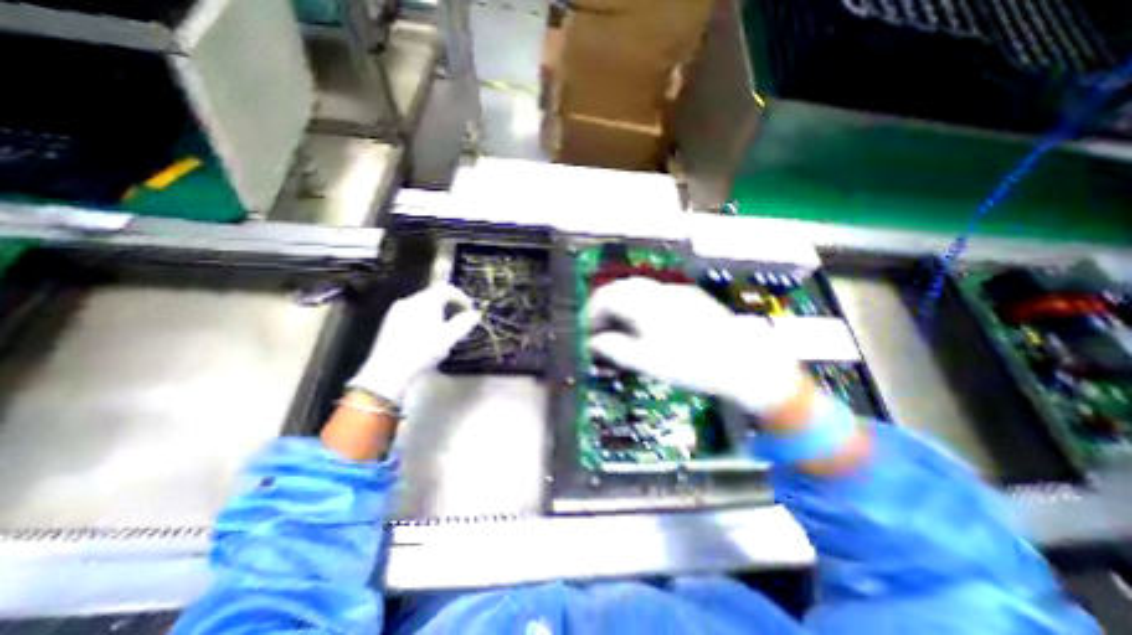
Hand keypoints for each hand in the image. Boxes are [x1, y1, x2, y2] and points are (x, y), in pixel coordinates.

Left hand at [351, 285, 481, 404]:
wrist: (388, 371)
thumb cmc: (422, 351)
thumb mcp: (448, 338)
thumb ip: (464, 323)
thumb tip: (475, 314)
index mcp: (425, 301)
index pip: (446, 289)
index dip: (461, 298)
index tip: (469, 310)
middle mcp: (410, 301)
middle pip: (434, 296)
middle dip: (450, 306)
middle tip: (459, 321)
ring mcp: (397, 311)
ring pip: (423, 306)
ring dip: (437, 313)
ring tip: (444, 331)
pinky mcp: (390, 322)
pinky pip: (413, 313)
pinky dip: (424, 319)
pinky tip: (426, 336)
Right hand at [583, 274, 803, 413]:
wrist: (743, 362)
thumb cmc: (693, 364)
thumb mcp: (648, 362)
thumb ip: (615, 349)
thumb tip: (594, 342)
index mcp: (646, 304)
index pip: (607, 296)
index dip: (592, 311)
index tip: (588, 328)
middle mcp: (660, 291)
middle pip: (621, 287)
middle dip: (605, 305)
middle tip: (601, 327)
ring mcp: (677, 292)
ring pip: (639, 288)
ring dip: (623, 303)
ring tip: (621, 325)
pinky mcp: (690, 298)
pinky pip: (656, 293)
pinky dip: (641, 303)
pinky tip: (647, 322)